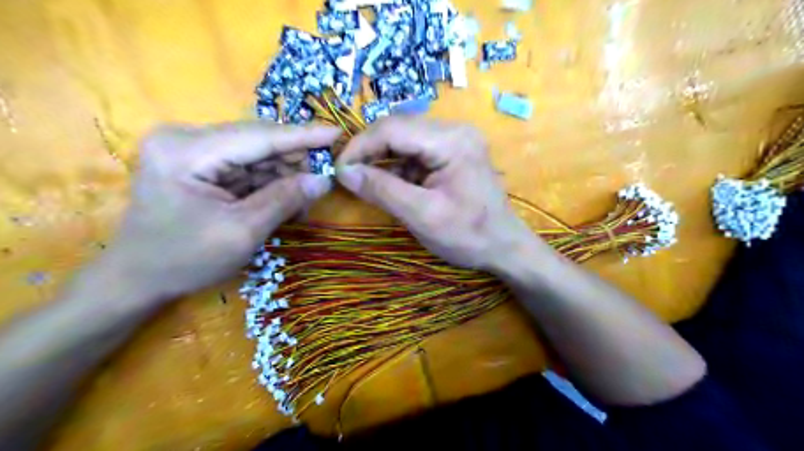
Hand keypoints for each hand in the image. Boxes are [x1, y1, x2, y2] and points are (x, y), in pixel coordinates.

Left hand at [99, 121, 339, 300]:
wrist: (137, 279)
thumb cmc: (185, 259)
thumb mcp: (242, 232)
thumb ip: (284, 200)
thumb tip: (324, 179)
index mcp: (187, 151)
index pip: (259, 136)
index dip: (303, 136)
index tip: (338, 132)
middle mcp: (186, 139)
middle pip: (257, 142)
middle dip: (293, 161)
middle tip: (324, 178)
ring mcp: (191, 150)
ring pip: (255, 154)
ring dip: (283, 174)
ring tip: (305, 197)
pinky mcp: (198, 164)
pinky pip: (245, 167)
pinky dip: (269, 183)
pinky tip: (286, 198)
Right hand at [337, 115, 534, 270]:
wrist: (503, 246)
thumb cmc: (468, 236)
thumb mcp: (422, 215)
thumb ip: (382, 190)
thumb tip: (343, 171)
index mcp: (451, 141)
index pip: (393, 129)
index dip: (360, 146)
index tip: (339, 170)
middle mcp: (455, 130)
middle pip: (398, 128)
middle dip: (369, 150)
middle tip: (348, 175)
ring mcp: (456, 139)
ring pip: (404, 138)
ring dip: (382, 158)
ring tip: (366, 180)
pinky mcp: (453, 151)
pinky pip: (416, 150)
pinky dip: (398, 165)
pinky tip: (390, 182)